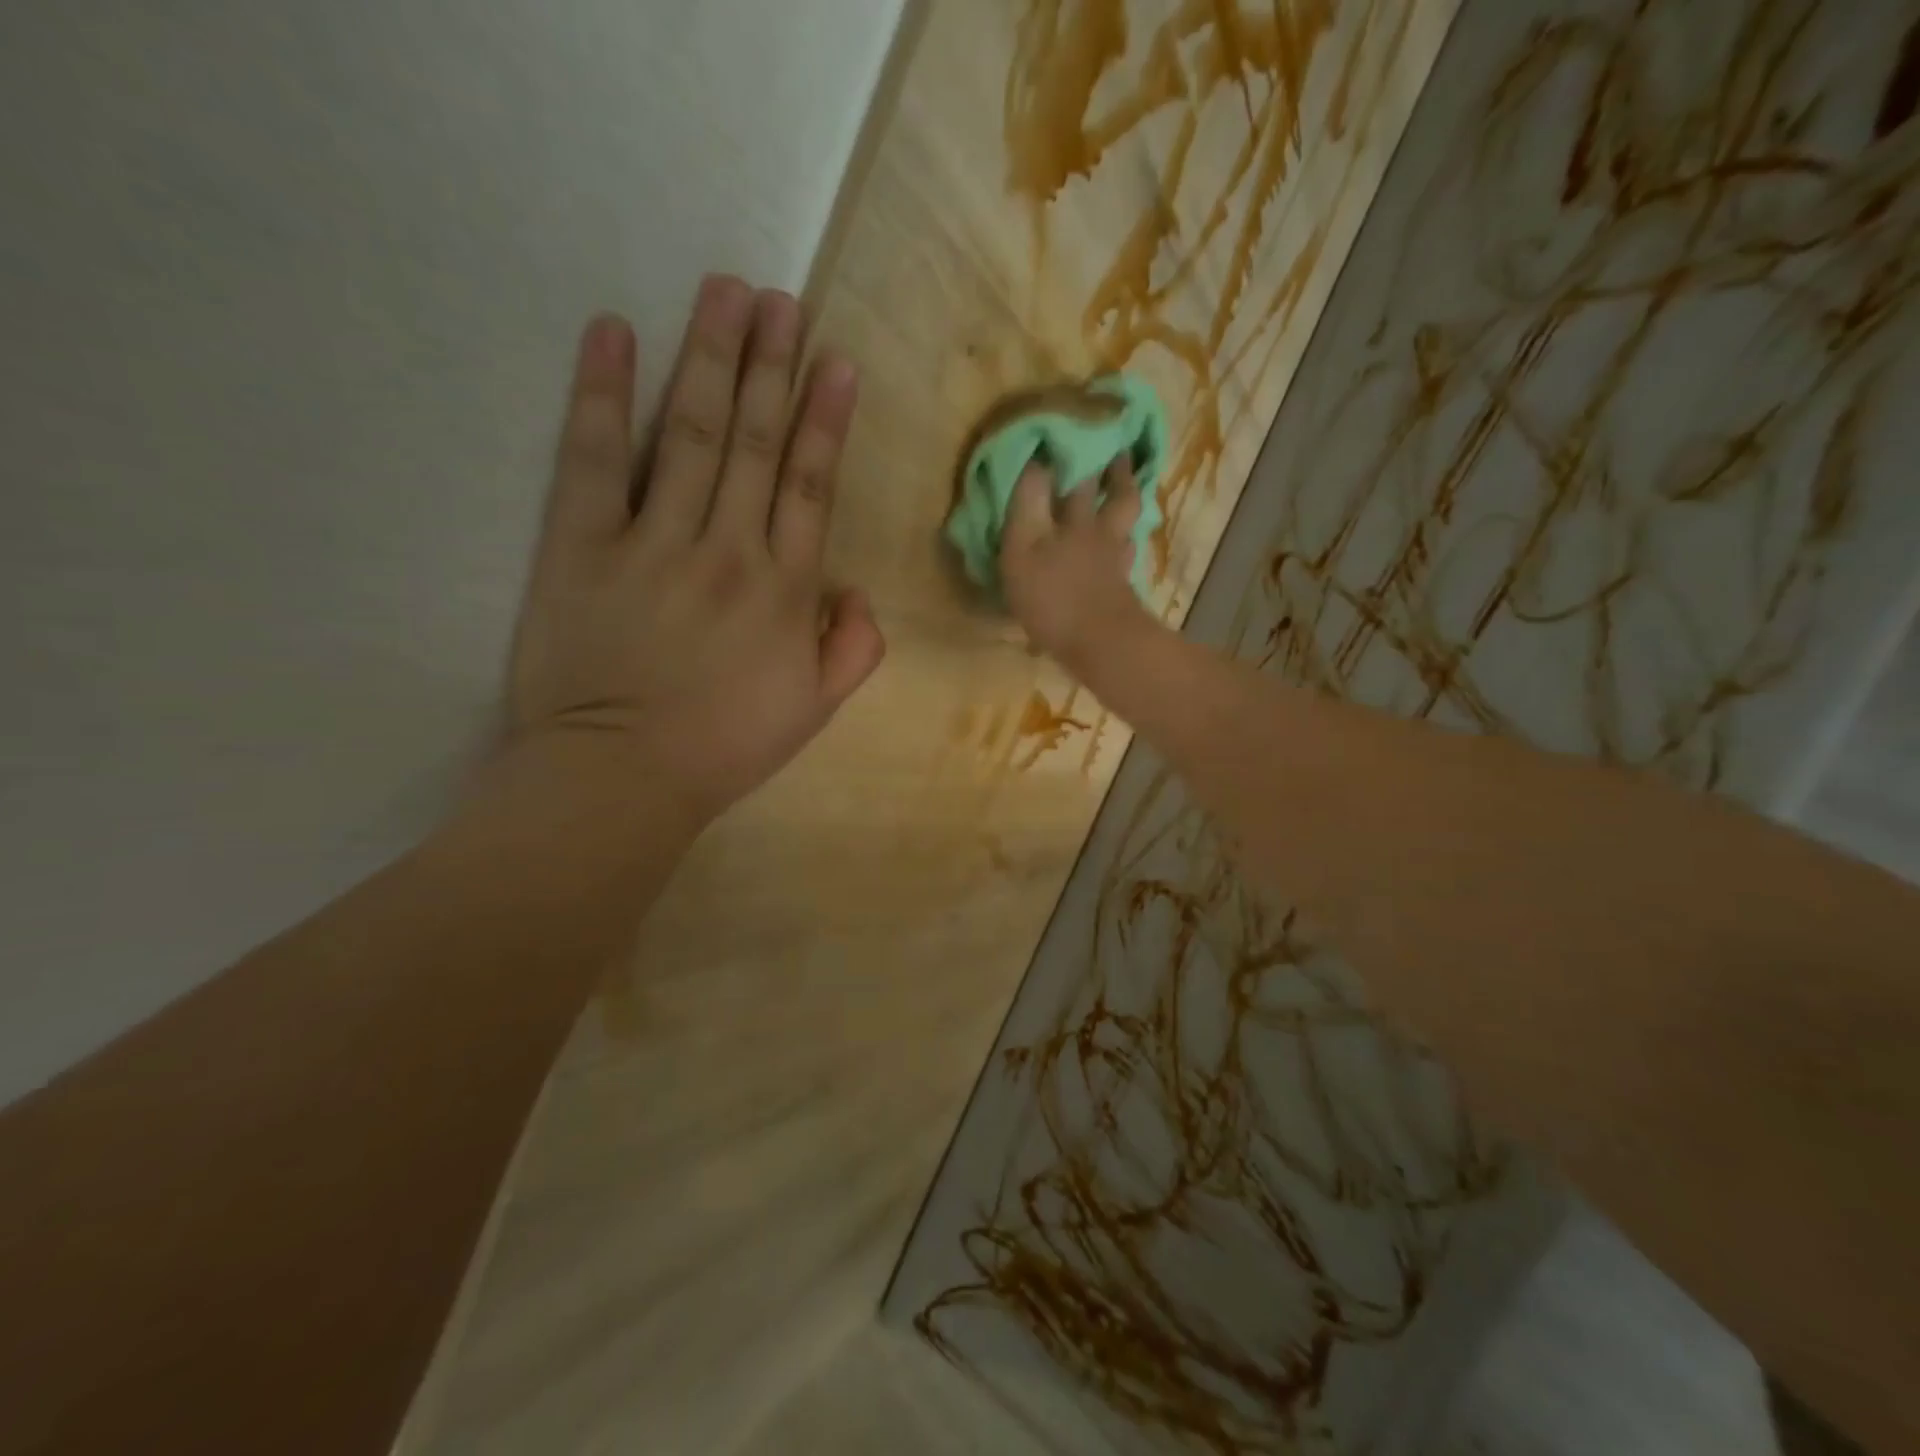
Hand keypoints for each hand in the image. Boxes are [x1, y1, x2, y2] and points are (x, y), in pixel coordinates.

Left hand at [503, 275, 884, 826]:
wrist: (622, 777)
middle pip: (755, 442)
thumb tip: (856, 592)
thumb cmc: (725, 746)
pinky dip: (603, 394)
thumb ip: (854, 649)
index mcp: (785, 590)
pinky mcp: (582, 546)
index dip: (824, 421)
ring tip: (724, 291)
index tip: (834, 360)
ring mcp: (654, 542)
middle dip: (771, 365)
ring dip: (710, 358)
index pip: (811, 486)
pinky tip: (613, 334)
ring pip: (691, 433)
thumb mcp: (815, 711)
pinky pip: (595, 459)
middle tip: (780, 298)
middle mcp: (728, 549)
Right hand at [999, 455, 1152, 667]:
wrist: (1100, 646)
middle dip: (1113, 471)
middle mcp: (1100, 531)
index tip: (1077, 427)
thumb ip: (1027, 505)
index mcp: (1075, 519)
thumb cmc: (1053, 597)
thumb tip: (1034, 460)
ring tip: (1125, 487)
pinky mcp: (1123, 588)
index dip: (1077, 450)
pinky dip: (1126, 543)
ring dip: (1126, 501)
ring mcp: (1116, 560)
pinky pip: (1127, 554)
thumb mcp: (1023, 548)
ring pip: (1127, 522)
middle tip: (1117, 448)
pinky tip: (1123, 543)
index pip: (1077, 475)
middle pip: (1114, 494)